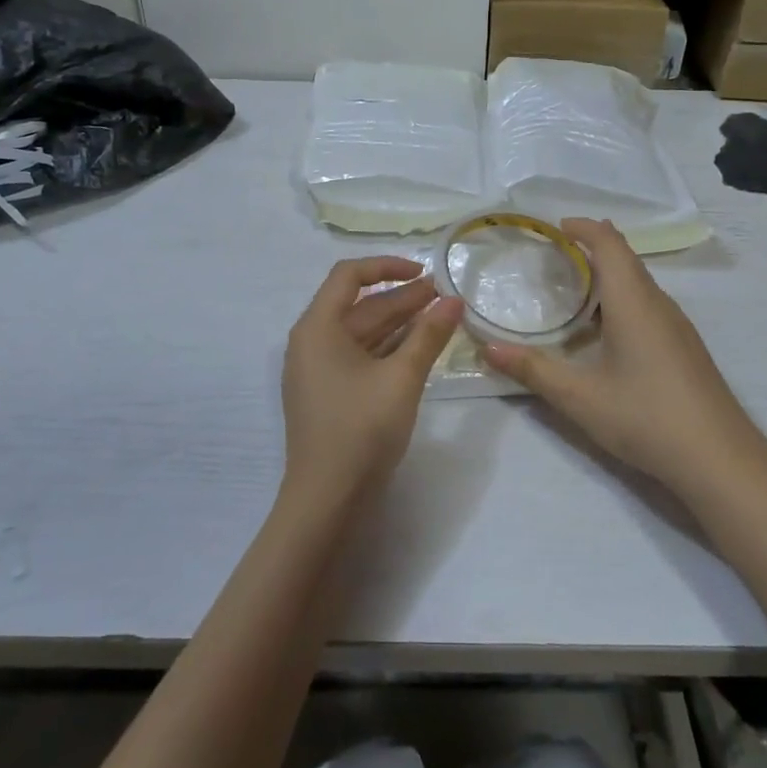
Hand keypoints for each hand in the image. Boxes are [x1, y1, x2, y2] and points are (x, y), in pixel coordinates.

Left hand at [280, 257, 463, 505]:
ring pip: (361, 333)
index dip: (387, 266)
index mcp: (317, 327)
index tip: (424, 273)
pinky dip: (388, 348)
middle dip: (402, 298)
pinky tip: (418, 347)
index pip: (349, 276)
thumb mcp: (402, 378)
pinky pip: (359, 356)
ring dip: (398, 323)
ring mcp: (317, 370)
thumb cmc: (361, 430)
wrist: (327, 501)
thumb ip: (429, 335)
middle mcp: (311, 342)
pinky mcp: (328, 393)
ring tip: (439, 316)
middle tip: (443, 296)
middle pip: (358, 305)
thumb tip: (454, 300)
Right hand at [483, 219, 763, 503]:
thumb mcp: (580, 397)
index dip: (584, 228)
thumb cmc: (646, 417)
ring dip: (609, 276)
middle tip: (555, 257)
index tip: (556, 227)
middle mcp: (659, 305)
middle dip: (593, 248)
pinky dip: (623, 300)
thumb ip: (533, 370)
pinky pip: (650, 306)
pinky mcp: (686, 349)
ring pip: (640, 284)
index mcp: (634, 303)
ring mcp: (678, 327)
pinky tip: (607, 333)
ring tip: (574, 290)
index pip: (610, 244)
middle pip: (627, 259)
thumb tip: (488, 349)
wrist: (721, 461)